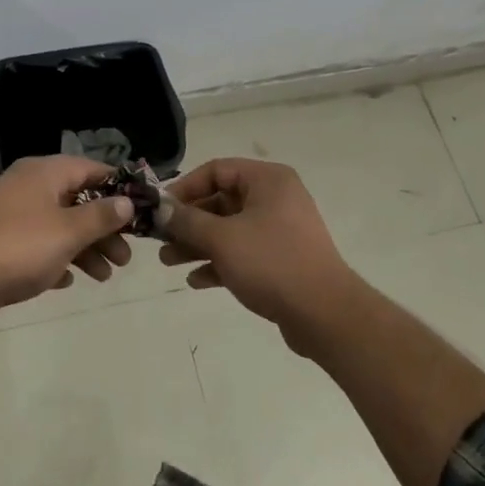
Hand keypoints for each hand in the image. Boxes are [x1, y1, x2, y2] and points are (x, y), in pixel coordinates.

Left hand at [0, 156, 135, 328]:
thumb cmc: (21, 248)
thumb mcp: (69, 231)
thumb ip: (101, 215)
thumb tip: (127, 201)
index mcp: (44, 173)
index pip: (90, 168)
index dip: (117, 186)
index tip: (142, 208)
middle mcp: (28, 187)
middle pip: (77, 200)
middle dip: (104, 228)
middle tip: (126, 257)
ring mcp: (13, 215)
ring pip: (60, 226)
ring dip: (86, 248)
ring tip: (106, 276)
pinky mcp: (2, 243)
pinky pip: (39, 246)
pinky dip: (58, 259)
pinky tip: (70, 281)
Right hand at [159, 158, 362, 352]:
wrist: (324, 315)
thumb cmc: (271, 263)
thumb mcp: (221, 238)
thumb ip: (187, 220)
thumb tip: (161, 208)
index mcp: (267, 180)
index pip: (216, 170)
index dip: (185, 187)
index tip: (161, 209)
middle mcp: (275, 199)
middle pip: (221, 201)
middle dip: (188, 222)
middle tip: (160, 239)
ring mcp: (280, 231)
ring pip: (229, 230)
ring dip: (197, 244)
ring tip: (169, 262)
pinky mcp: (281, 260)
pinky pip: (242, 253)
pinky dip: (218, 263)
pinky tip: (195, 281)